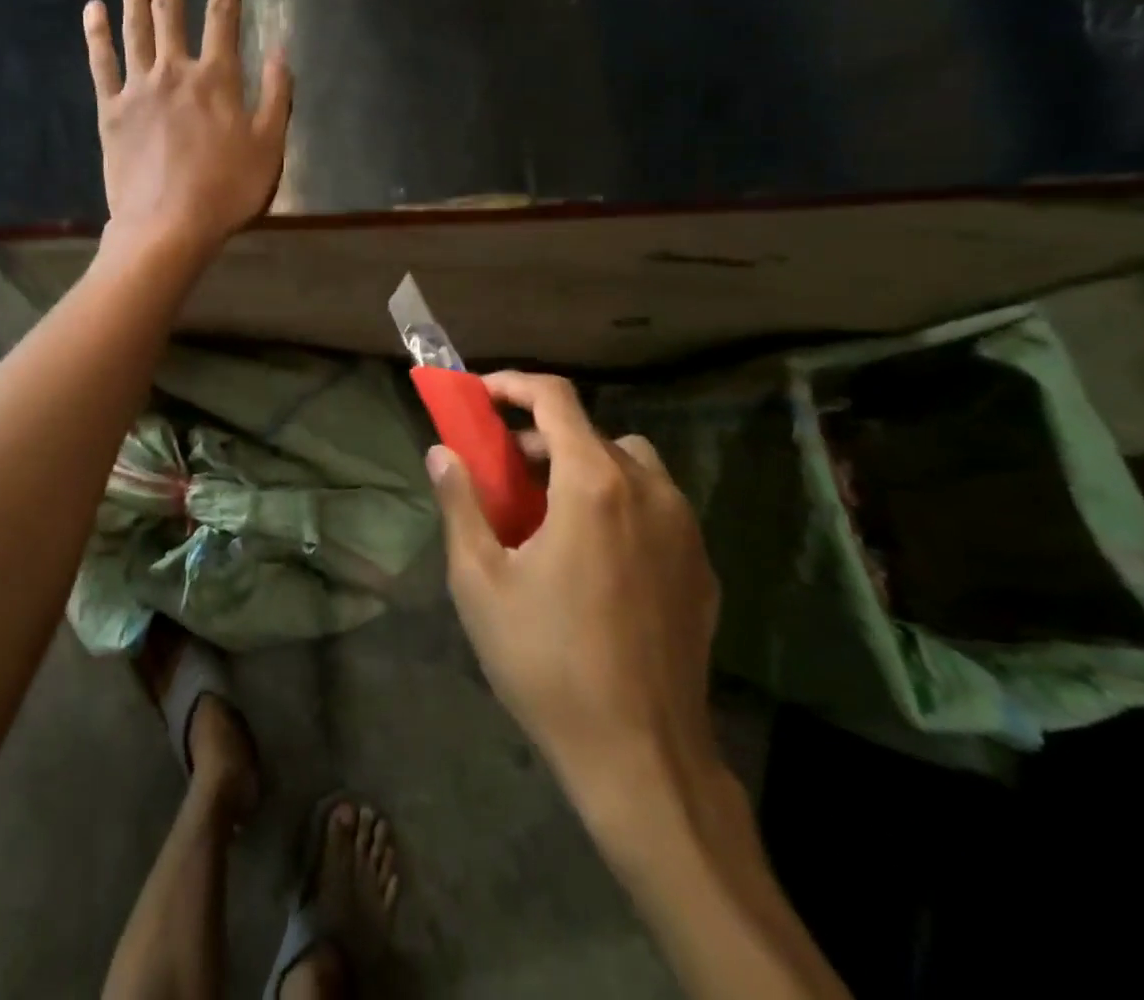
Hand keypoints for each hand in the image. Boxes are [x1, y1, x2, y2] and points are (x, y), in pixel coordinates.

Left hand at [83, 0, 291, 258]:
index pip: (224, 20)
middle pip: (170, 13)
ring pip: (135, 29)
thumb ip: (277, 97)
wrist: (167, 226)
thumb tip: (283, 52)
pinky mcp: (111, 111)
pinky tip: (93, 11)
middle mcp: (176, 72)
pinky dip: (97, 36)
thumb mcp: (269, 147)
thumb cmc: (226, 191)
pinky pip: (102, 64)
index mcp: (218, 80)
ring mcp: (139, 89)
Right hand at [428, 373, 723, 841]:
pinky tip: (591, 556)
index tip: (479, 397)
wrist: (641, 757)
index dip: (513, 385)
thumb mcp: (480, 579)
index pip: (556, 399)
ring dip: (584, 466)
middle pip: (591, 432)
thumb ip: (460, 503)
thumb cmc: (546, 659)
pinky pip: (656, 507)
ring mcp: (684, 530)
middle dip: (540, 437)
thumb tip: (441, 452)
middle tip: (502, 470)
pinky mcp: (701, 568)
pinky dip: (618, 502)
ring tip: (548, 511)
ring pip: (630, 465)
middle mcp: (649, 491)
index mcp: (594, 484)